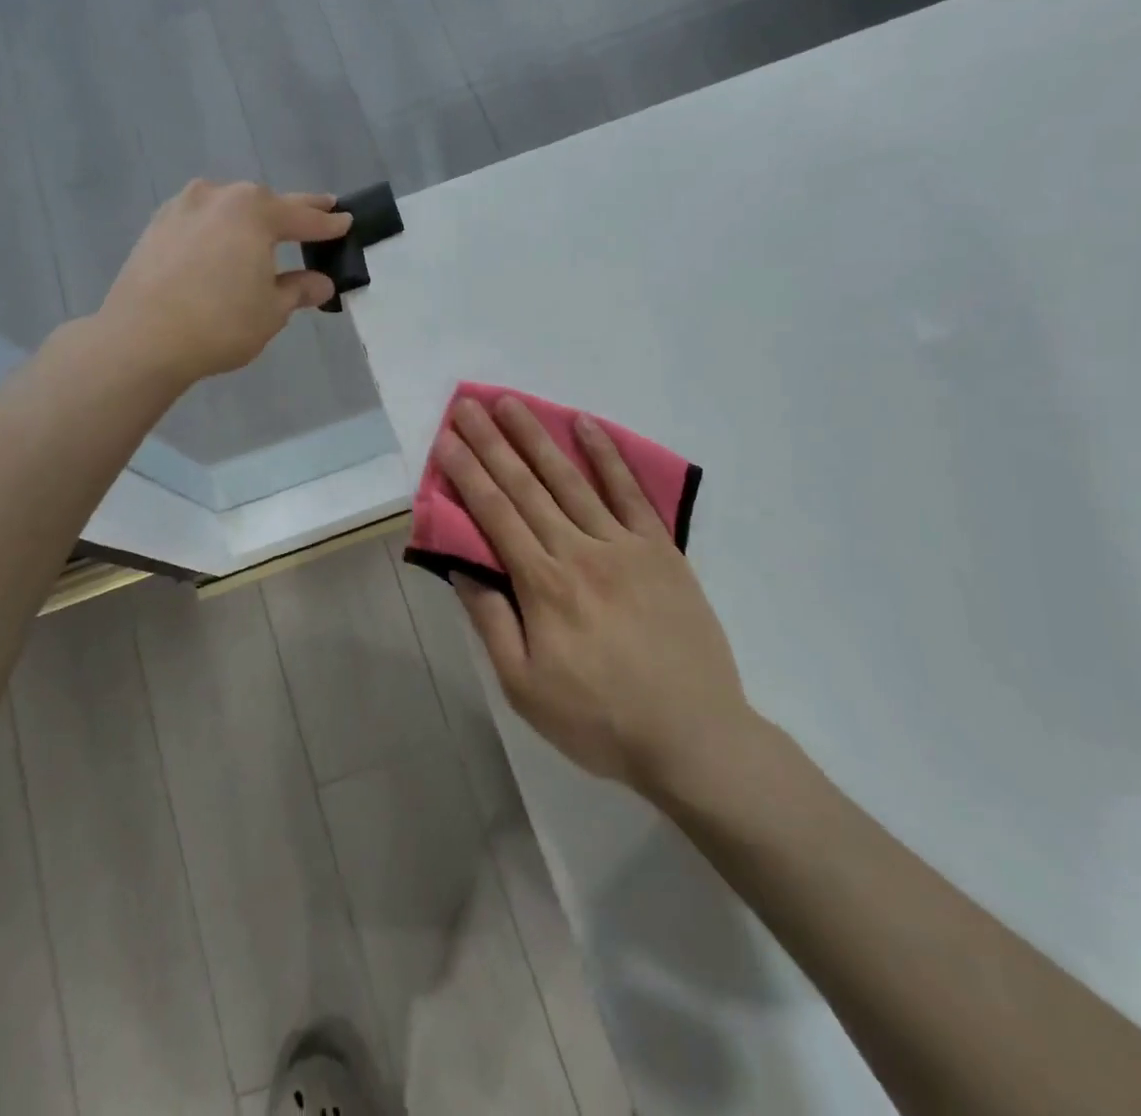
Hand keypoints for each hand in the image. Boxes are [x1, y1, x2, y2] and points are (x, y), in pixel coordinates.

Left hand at [99, 180, 350, 383]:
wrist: (142, 339)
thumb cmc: (220, 323)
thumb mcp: (272, 311)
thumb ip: (299, 290)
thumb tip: (320, 283)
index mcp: (254, 211)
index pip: (303, 217)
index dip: (328, 223)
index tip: (346, 221)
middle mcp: (218, 196)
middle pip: (265, 202)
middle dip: (292, 211)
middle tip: (318, 210)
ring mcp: (181, 207)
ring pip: (229, 207)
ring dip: (251, 217)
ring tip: (266, 231)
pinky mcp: (156, 226)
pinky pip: (201, 220)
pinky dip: (218, 228)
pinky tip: (221, 244)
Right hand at [435, 396, 759, 797]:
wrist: (694, 738)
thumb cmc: (599, 721)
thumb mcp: (524, 687)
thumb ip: (492, 622)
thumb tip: (462, 568)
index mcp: (543, 586)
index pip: (495, 516)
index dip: (467, 475)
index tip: (446, 440)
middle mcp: (579, 552)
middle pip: (527, 487)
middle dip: (492, 443)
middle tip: (469, 405)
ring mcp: (625, 546)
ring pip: (572, 480)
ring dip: (538, 438)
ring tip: (513, 403)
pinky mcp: (662, 550)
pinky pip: (631, 494)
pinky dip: (608, 457)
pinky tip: (588, 426)